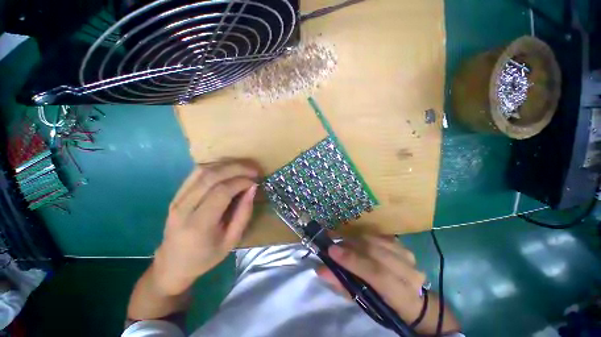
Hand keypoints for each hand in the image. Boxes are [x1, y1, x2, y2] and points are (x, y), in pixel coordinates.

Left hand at [152, 162, 258, 294]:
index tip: (255, 181)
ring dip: (226, 165)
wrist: (172, 264)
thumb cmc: (205, 257)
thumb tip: (252, 188)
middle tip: (253, 170)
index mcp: (199, 225)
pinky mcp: (176, 195)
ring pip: (202, 171)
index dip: (241, 182)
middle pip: (211, 176)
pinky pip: (195, 174)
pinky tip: (228, 170)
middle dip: (236, 169)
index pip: (221, 192)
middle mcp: (184, 208)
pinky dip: (215, 167)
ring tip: (243, 168)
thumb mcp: (232, 240)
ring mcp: (176, 199)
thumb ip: (244, 213)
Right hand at [317, 236, 459, 334]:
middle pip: (376, 251)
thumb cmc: (384, 305)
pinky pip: (378, 235)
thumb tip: (321, 269)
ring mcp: (407, 255)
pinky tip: (356, 242)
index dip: (353, 261)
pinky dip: (363, 237)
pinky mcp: (402, 245)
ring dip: (355, 239)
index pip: (377, 274)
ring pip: (376, 240)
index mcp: (402, 296)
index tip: (331, 251)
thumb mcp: (362, 301)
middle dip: (350, 246)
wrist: (410, 298)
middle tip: (333, 245)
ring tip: (342, 243)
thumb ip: (342, 284)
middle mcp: (409, 272)